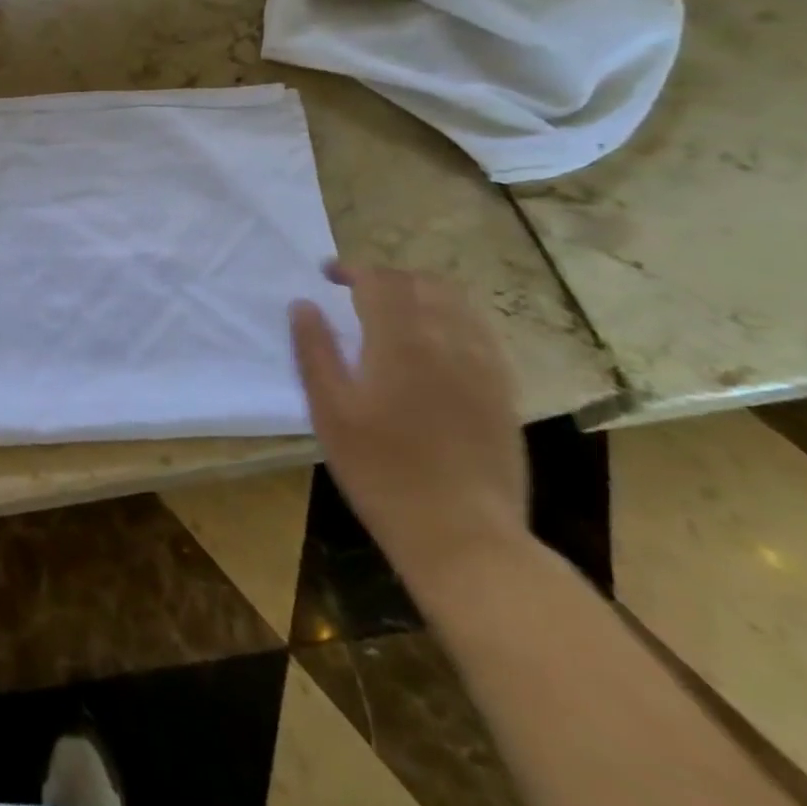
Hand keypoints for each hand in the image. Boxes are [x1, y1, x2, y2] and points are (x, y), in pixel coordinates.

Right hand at [290, 263, 528, 592]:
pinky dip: (452, 318)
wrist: (463, 535)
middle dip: (386, 277)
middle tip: (356, 290)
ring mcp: (483, 366)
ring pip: (457, 304)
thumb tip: (303, 305)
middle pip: (422, 283)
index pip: (379, 281)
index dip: (352, 270)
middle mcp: (448, 341)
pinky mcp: (502, 392)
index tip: (327, 274)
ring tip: (394, 309)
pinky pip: (480, 333)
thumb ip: (315, 350)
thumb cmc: (381, 471)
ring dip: (421, 292)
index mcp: (401, 341)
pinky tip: (435, 342)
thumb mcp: (330, 411)